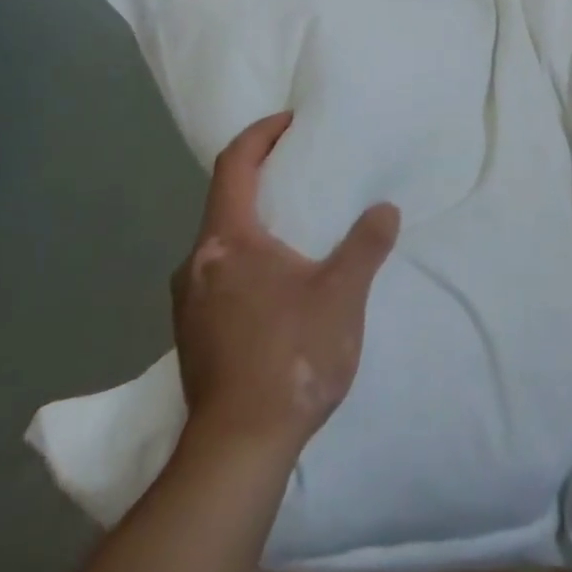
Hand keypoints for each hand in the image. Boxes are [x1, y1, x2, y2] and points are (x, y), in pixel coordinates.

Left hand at [169, 111, 399, 458]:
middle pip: (224, 201)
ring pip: (220, 243)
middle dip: (261, 178)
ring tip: (296, 229)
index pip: (235, 165)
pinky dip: (246, 259)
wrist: (238, 450)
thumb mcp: (342, 294)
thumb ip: (366, 245)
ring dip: (254, 224)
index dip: (260, 135)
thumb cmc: (291, 356)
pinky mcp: (191, 335)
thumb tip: (384, 210)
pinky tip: (277, 283)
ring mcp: (187, 303)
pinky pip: (217, 275)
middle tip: (302, 171)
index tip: (290, 121)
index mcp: (227, 241)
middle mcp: (196, 263)